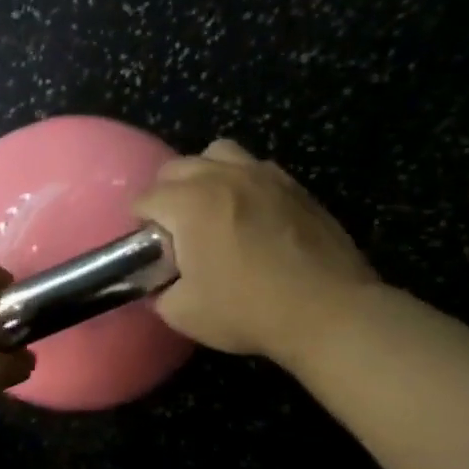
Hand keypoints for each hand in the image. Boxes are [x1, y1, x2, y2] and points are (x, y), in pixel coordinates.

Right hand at [133, 139, 379, 361]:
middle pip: (177, 167)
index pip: (146, 198)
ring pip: (218, 153)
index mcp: (190, 203)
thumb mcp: (183, 314)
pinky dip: (241, 182)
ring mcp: (263, 176)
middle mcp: (223, 177)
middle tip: (175, 230)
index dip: (140, 225)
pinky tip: (249, 214)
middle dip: (166, 194)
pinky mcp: (294, 186)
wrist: (328, 311)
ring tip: (211, 208)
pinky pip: (255, 168)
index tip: (150, 249)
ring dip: (204, 175)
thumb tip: (162, 284)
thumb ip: (160, 293)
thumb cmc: (248, 310)